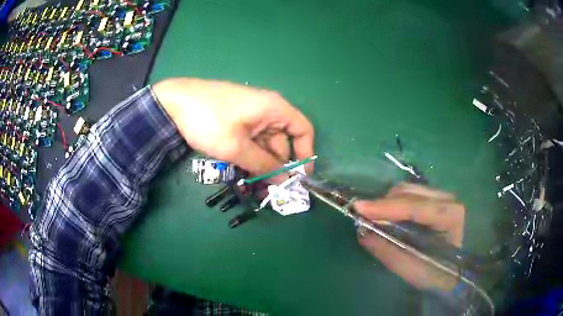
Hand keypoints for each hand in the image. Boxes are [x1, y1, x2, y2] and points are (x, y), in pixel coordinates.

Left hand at [152, 78, 314, 178]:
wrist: (173, 102)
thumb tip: (286, 180)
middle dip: (278, 167)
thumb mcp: (237, 147)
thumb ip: (264, 165)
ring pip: (266, 144)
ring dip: (262, 165)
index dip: (306, 154)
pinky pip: (252, 141)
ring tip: (254, 188)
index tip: (299, 178)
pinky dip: (250, 157)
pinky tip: (243, 173)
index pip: (303, 130)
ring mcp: (251, 115)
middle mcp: (267, 110)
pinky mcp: (238, 121)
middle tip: (270, 192)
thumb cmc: (209, 121)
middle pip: (283, 141)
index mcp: (274, 108)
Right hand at [354, 183, 464, 290]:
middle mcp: (448, 199)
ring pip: (408, 190)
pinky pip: (410, 194)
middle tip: (364, 218)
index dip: (385, 207)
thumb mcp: (413, 270)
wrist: (455, 271)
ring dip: (388, 203)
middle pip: (409, 193)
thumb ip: (389, 252)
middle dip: (383, 204)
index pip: (414, 207)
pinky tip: (389, 216)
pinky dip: (395, 203)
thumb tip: (363, 234)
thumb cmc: (437, 273)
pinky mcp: (436, 199)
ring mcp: (442, 196)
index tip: (359, 208)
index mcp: (450, 216)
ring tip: (375, 219)